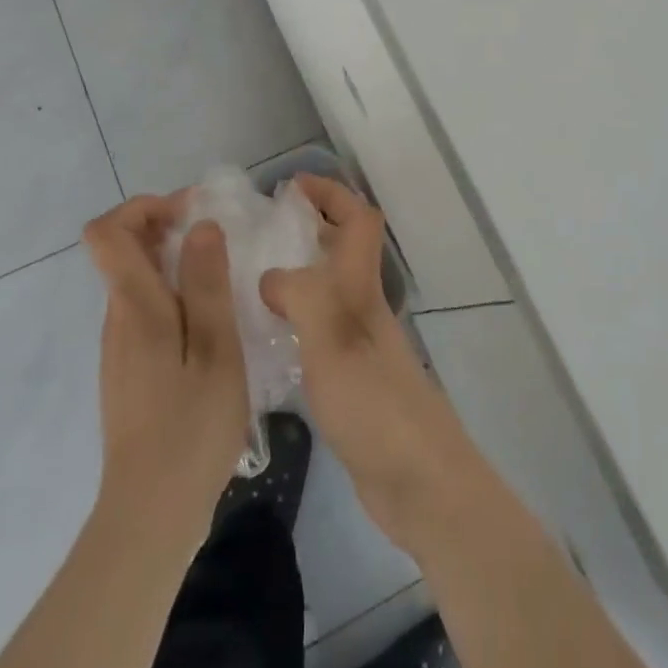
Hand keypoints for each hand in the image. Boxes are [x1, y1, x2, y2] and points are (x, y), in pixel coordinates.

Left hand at [84, 194, 249, 539]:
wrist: (152, 515)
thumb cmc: (191, 428)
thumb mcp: (215, 349)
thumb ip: (206, 284)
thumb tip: (200, 225)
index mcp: (135, 307)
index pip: (107, 232)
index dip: (144, 207)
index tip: (191, 213)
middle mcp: (118, 319)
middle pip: (123, 251)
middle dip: (168, 229)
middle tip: (221, 242)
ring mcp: (121, 348)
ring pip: (138, 281)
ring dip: (175, 263)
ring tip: (225, 281)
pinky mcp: (131, 371)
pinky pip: (147, 311)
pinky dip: (175, 296)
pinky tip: (212, 325)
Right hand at [260, 176, 488, 555]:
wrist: (418, 481)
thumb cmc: (374, 403)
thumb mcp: (331, 339)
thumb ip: (300, 296)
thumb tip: (269, 275)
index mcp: (361, 289)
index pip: (358, 220)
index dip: (331, 193)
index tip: (291, 186)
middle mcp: (363, 309)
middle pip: (343, 250)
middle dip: (310, 228)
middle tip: (260, 230)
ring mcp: (360, 346)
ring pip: (329, 291)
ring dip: (299, 274)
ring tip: (249, 279)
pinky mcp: (352, 382)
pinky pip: (318, 333)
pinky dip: (294, 321)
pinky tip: (265, 340)